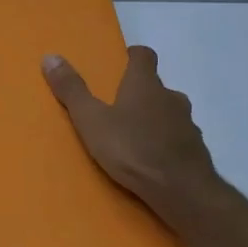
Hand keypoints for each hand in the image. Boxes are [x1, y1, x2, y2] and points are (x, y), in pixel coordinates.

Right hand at [42, 46, 238, 235]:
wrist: (182, 191)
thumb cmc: (133, 149)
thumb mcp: (92, 120)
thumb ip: (72, 90)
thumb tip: (50, 56)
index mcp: (145, 84)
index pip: (144, 55)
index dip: (133, 56)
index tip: (121, 62)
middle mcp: (171, 97)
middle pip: (156, 86)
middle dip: (139, 93)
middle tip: (118, 107)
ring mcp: (188, 124)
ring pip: (169, 113)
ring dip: (154, 119)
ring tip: (133, 137)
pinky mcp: (197, 150)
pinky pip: (178, 139)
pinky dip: (166, 143)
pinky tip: (152, 160)